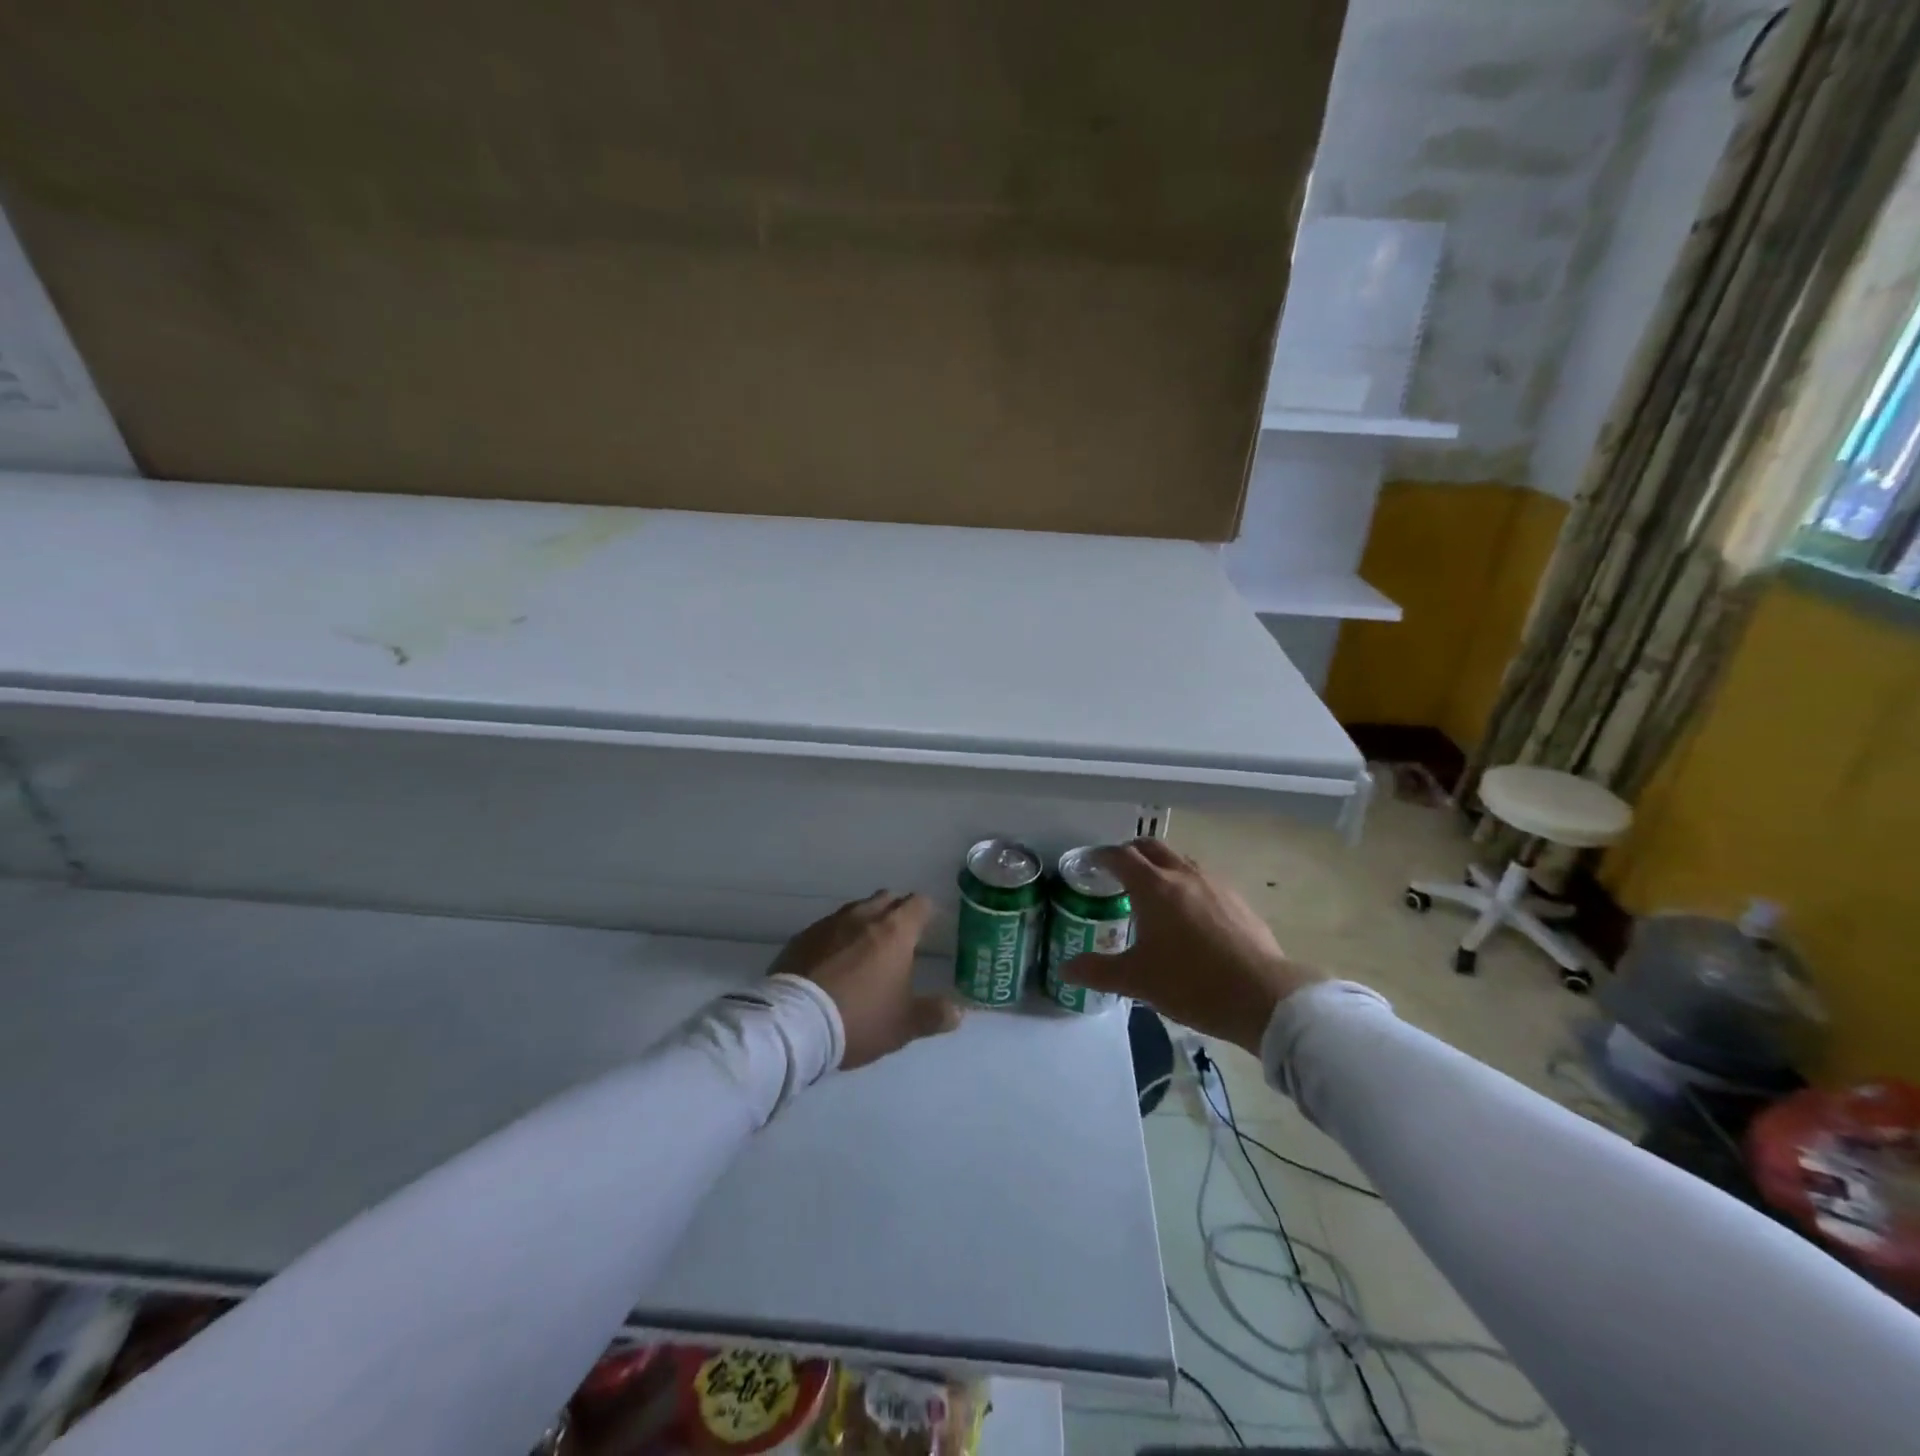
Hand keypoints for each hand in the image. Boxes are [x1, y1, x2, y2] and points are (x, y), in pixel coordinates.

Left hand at [769, 892, 962, 1069]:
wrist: (794, 1025)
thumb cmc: (859, 1019)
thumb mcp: (904, 1025)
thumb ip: (934, 1015)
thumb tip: (958, 1012)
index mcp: (895, 931)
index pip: (919, 903)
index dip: (927, 912)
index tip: (929, 927)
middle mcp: (863, 917)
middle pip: (886, 899)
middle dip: (896, 911)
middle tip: (901, 937)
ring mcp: (829, 924)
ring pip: (855, 910)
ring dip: (865, 921)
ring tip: (866, 948)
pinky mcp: (802, 937)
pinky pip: (828, 928)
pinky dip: (837, 937)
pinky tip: (833, 960)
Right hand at [1058, 839, 1322, 1053]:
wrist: (1263, 996)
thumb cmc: (1191, 983)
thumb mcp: (1137, 981)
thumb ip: (1098, 971)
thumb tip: (1066, 969)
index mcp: (1154, 887)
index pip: (1121, 856)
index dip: (1102, 856)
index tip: (1090, 863)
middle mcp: (1183, 875)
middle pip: (1152, 848)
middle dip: (1131, 853)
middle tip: (1117, 871)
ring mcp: (1215, 885)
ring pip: (1180, 861)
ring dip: (1161, 866)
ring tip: (1152, 891)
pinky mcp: (1237, 901)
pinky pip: (1203, 880)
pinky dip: (1186, 884)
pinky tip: (1189, 914)